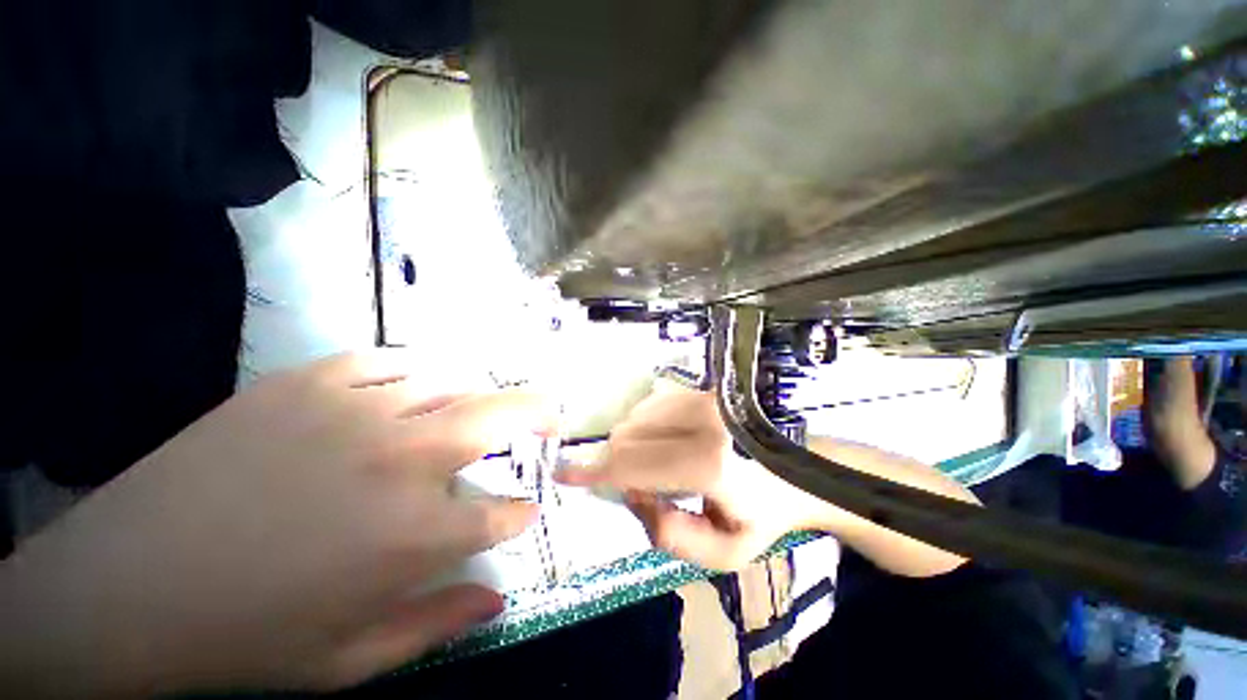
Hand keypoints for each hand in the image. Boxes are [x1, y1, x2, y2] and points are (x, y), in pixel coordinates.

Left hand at [1, 351, 551, 695]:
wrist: (124, 582)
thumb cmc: (244, 636)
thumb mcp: (349, 662)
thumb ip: (437, 626)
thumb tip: (498, 599)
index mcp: (413, 536)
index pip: (504, 513)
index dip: (520, 513)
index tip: (525, 511)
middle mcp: (401, 461)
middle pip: (501, 417)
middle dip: (540, 412)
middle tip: (553, 413)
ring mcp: (358, 411)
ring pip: (454, 380)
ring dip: (480, 395)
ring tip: (482, 406)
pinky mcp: (313, 381)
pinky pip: (394, 361)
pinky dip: (419, 373)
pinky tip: (415, 388)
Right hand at [556, 381, 836, 570]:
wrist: (795, 471)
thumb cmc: (760, 516)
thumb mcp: (721, 554)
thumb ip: (669, 536)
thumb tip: (634, 494)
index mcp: (709, 465)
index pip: (634, 465)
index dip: (595, 471)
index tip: (564, 473)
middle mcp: (701, 421)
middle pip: (627, 438)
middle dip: (617, 466)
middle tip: (642, 490)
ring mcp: (700, 399)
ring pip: (634, 420)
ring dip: (631, 448)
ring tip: (658, 468)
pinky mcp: (699, 391)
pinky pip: (648, 407)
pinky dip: (642, 430)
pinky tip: (663, 445)